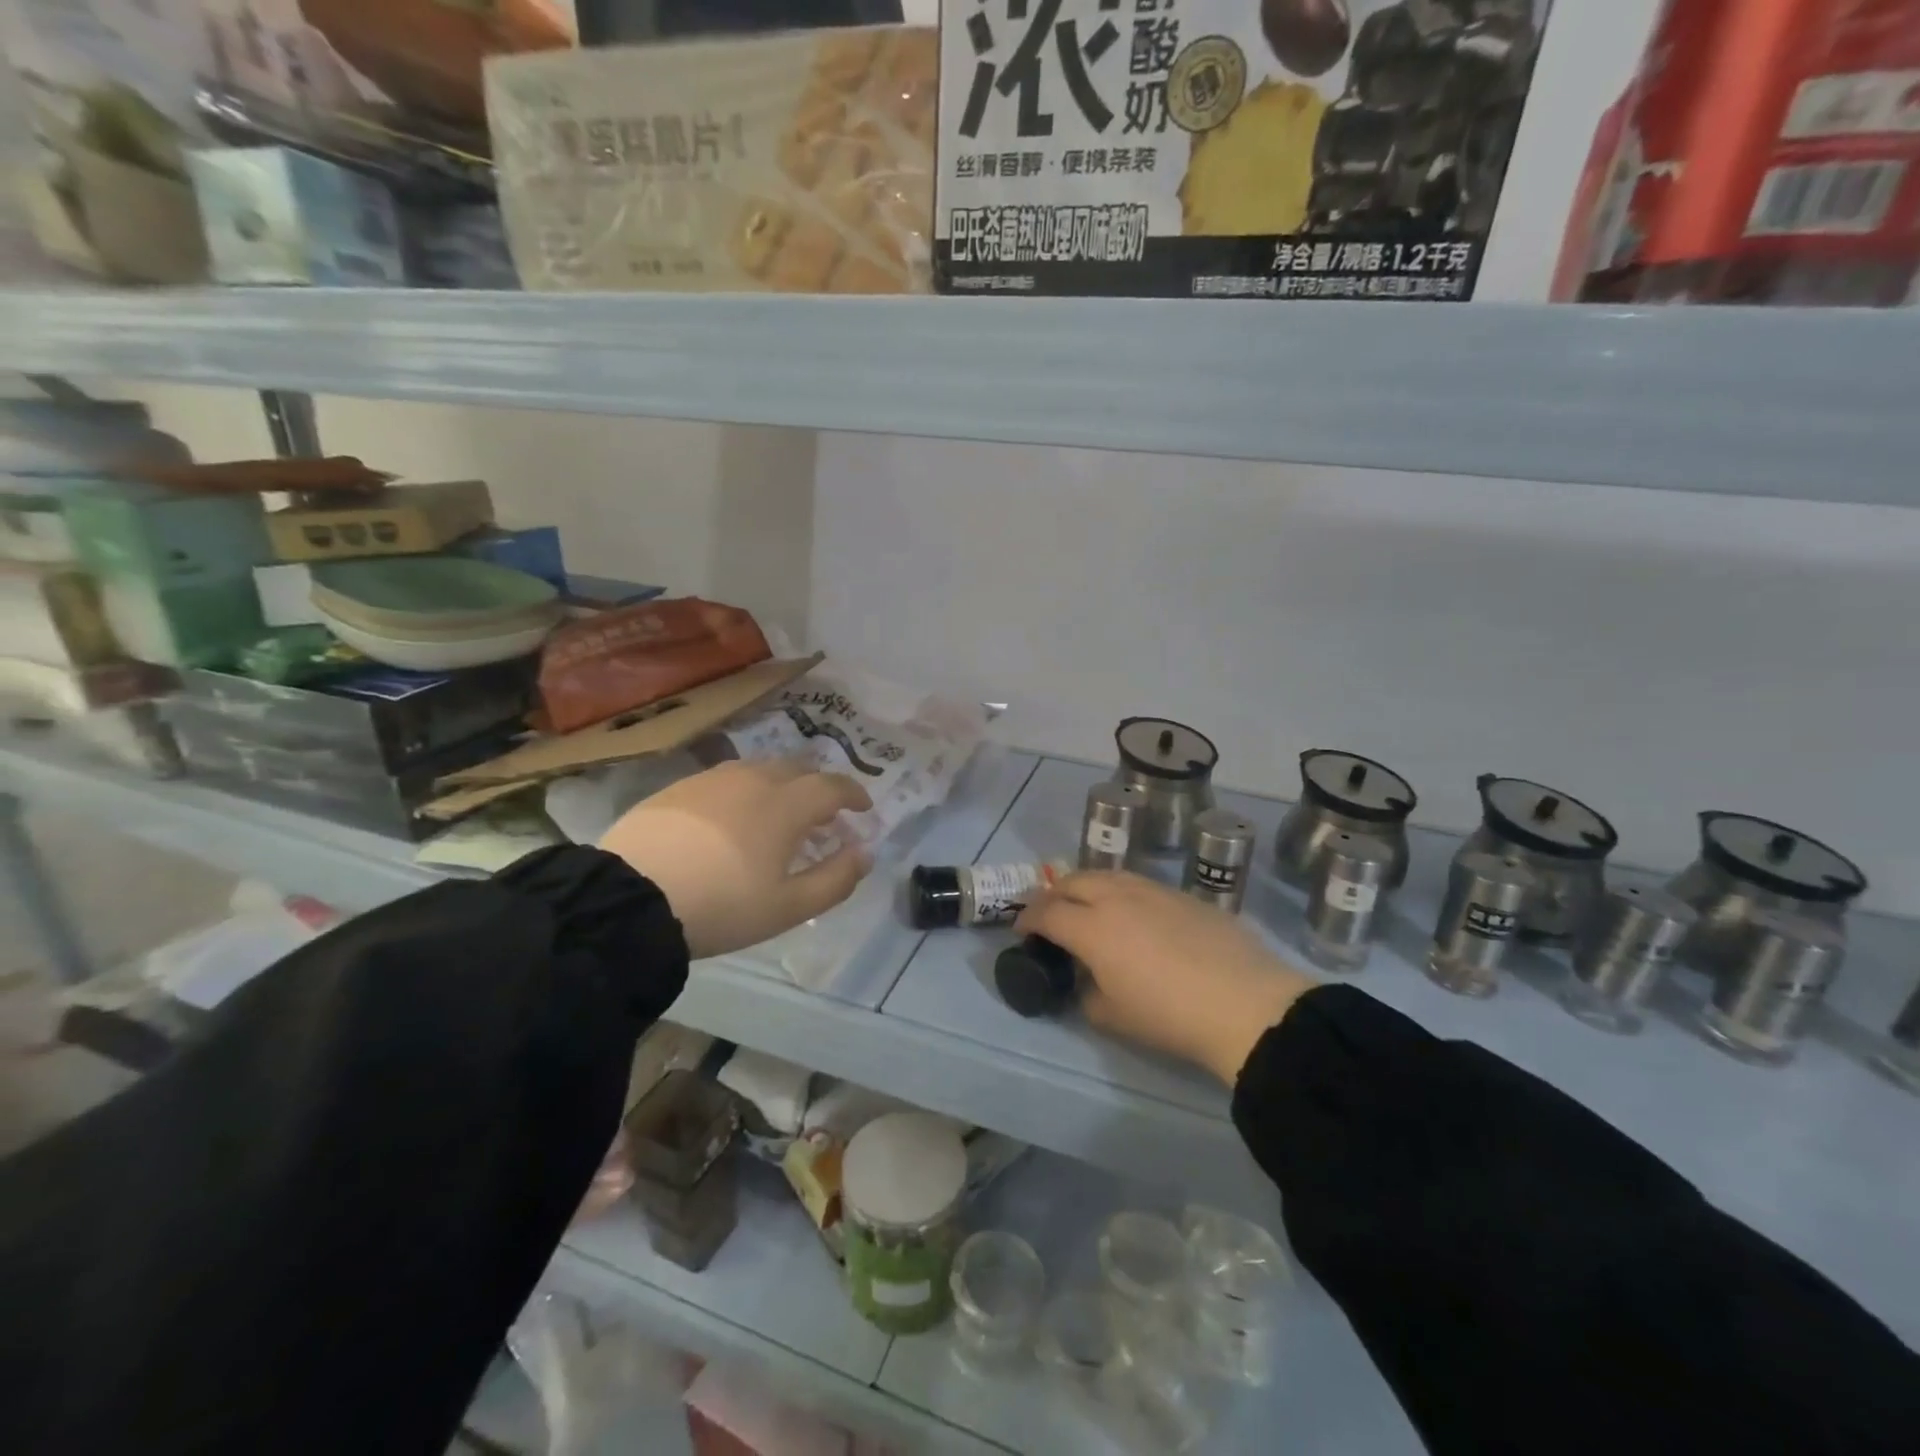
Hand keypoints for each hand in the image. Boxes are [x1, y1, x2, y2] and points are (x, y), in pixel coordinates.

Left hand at [599, 759, 872, 958]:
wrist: (631, 898)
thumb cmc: (722, 905)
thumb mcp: (788, 907)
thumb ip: (836, 879)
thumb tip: (864, 854)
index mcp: (786, 804)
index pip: (833, 786)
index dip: (854, 794)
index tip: (863, 808)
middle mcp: (754, 779)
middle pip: (798, 769)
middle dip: (818, 788)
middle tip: (822, 817)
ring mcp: (713, 779)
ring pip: (760, 770)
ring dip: (780, 787)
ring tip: (777, 817)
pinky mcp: (679, 787)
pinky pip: (726, 780)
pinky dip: (744, 792)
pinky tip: (732, 819)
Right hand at [1015, 872, 1315, 1083]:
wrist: (1245, 1004)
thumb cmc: (1169, 1016)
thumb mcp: (1112, 1017)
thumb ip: (1086, 994)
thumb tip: (1087, 981)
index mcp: (1092, 927)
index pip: (1047, 912)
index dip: (1028, 919)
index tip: (1022, 931)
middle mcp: (1116, 897)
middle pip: (1072, 882)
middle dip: (1053, 895)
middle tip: (1049, 915)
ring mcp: (1152, 891)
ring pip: (1107, 875)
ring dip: (1086, 887)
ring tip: (1086, 906)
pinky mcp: (1183, 895)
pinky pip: (1138, 884)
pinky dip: (1120, 891)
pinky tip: (1131, 913)